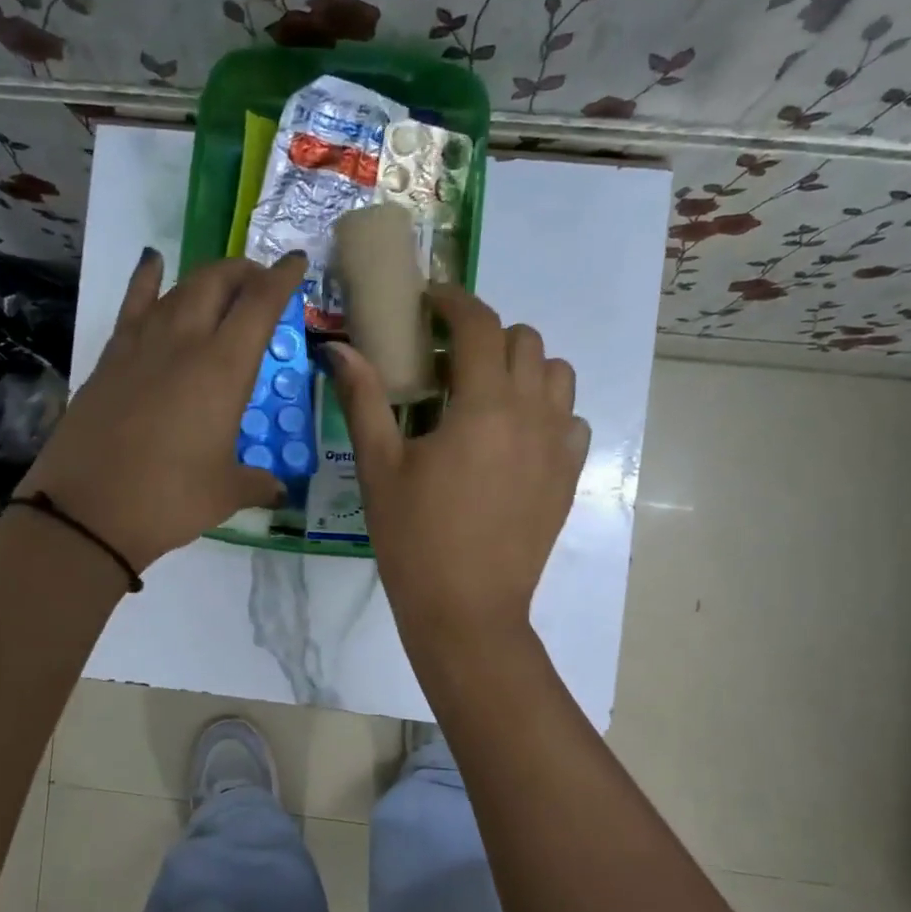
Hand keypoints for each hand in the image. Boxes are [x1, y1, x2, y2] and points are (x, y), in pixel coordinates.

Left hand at [21, 248, 305, 572]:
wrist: (87, 513)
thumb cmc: (169, 500)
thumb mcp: (225, 493)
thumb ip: (257, 483)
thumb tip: (277, 490)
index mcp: (223, 369)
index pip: (260, 305)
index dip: (282, 278)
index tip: (296, 262)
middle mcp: (184, 343)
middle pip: (217, 282)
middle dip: (244, 272)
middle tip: (260, 283)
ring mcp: (141, 345)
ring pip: (178, 289)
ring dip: (206, 279)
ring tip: (222, 285)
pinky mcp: (110, 358)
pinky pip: (133, 305)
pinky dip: (147, 280)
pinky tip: (152, 263)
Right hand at [328, 286, 588, 640]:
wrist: (467, 609)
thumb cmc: (415, 539)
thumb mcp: (380, 467)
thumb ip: (364, 399)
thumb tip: (339, 348)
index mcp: (484, 406)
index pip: (479, 325)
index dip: (453, 302)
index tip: (430, 302)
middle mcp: (531, 413)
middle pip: (524, 341)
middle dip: (485, 336)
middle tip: (447, 365)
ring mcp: (558, 445)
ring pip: (556, 375)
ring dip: (522, 368)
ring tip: (485, 396)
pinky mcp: (568, 475)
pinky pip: (570, 419)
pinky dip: (546, 410)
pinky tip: (514, 438)